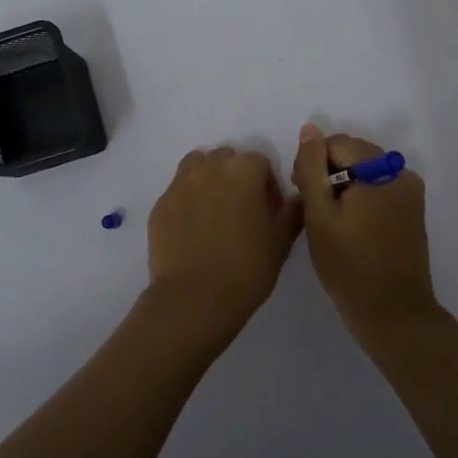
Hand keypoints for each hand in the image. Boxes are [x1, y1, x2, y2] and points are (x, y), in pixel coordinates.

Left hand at [145, 146, 302, 349]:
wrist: (194, 298)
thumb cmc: (246, 268)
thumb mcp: (281, 242)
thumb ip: (292, 213)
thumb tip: (296, 199)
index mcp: (243, 170)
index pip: (260, 162)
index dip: (267, 185)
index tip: (268, 212)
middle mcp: (209, 168)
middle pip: (226, 158)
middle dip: (236, 177)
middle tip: (241, 210)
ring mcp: (180, 184)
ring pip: (197, 166)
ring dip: (208, 179)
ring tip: (214, 211)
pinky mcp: (160, 205)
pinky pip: (177, 191)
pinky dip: (187, 200)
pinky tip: (192, 229)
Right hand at [291, 124, 439, 339]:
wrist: (393, 314)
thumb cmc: (349, 266)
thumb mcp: (320, 215)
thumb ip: (311, 167)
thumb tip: (310, 129)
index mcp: (381, 169)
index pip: (337, 144)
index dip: (313, 164)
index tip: (301, 194)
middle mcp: (401, 173)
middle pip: (354, 155)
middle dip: (329, 174)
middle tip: (313, 212)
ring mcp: (410, 193)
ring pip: (365, 172)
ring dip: (344, 188)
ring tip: (331, 223)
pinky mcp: (413, 212)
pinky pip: (379, 190)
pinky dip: (361, 200)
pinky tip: (351, 229)